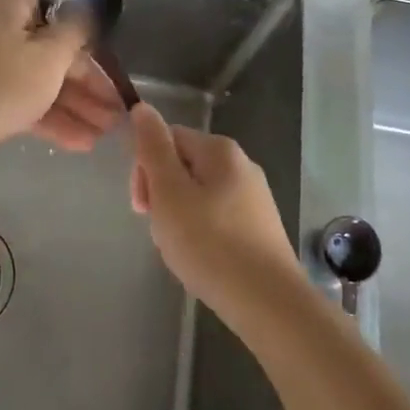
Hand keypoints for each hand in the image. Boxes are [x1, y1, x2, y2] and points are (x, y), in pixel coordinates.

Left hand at [0, 0, 124, 170]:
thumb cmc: (5, 81)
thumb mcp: (51, 54)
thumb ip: (76, 31)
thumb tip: (89, 8)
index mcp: (10, 6)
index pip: (56, 11)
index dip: (86, 39)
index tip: (108, 63)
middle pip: (52, 52)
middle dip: (87, 85)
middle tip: (115, 112)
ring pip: (40, 81)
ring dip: (74, 106)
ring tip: (106, 134)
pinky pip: (23, 101)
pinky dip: (50, 118)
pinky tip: (80, 142)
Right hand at [129, 102, 301, 319]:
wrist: (267, 301)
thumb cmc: (210, 243)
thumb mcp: (169, 192)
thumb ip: (153, 149)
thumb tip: (143, 108)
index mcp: (220, 150)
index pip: (167, 139)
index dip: (145, 168)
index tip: (142, 206)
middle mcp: (241, 165)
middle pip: (182, 165)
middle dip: (161, 194)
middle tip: (160, 230)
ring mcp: (253, 197)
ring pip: (196, 195)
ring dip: (178, 217)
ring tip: (179, 249)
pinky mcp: (258, 226)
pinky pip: (215, 217)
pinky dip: (200, 233)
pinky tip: (200, 259)